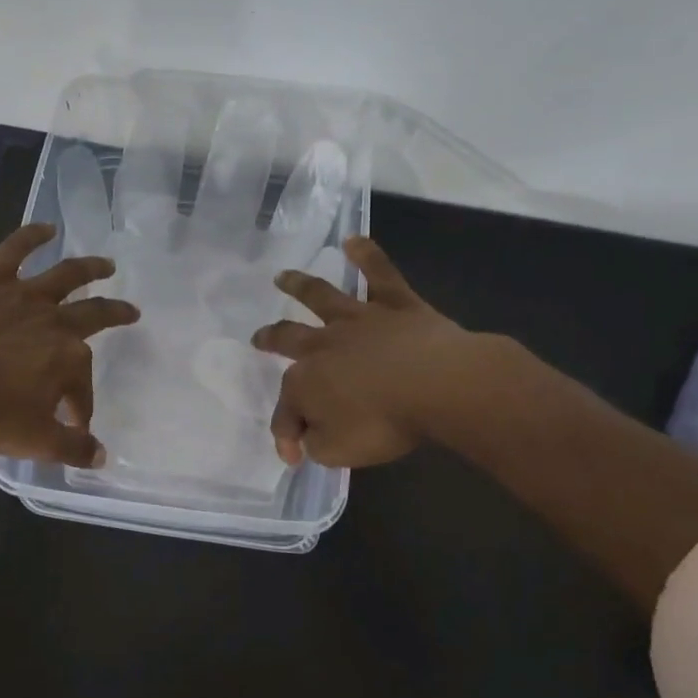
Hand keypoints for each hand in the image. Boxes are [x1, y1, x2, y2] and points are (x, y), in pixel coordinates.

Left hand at [0, 222, 139, 465]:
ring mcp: (22, 297)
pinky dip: (30, 236)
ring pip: (65, 275)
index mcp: (69, 359)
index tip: (74, 425)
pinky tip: (46, 227)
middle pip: (94, 315)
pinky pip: (13, 252)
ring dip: (90, 268)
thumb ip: (72, 449)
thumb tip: (100, 455)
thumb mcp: (36, 441)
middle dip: (115, 315)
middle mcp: (54, 322)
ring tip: (106, 264)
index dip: (81, 407)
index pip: (82, 387)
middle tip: (131, 313)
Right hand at [250, 237, 484, 467]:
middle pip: (288, 338)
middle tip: (258, 336)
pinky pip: (379, 275)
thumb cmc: (384, 423)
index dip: (287, 434)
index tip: (296, 457)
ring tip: (283, 276)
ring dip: (299, 285)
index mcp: (305, 382)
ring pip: (321, 297)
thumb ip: (317, 443)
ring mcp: (359, 320)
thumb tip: (311, 436)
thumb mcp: (338, 452)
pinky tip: (354, 241)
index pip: (287, 411)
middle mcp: (323, 345)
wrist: (438, 386)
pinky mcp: (396, 305)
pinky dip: (366, 256)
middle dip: (271, 338)